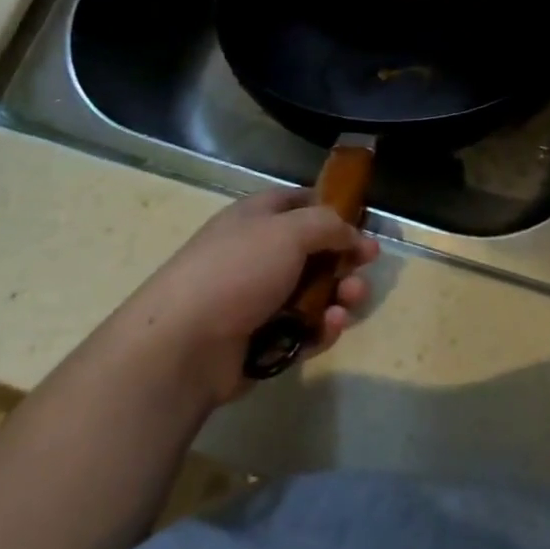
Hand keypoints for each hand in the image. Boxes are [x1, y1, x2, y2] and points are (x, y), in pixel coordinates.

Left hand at [122, 188, 380, 407]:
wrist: (184, 345)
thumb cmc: (237, 271)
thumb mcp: (289, 230)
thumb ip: (329, 224)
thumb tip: (351, 234)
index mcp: (258, 218)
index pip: (302, 203)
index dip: (334, 209)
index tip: (362, 223)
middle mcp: (259, 254)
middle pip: (315, 251)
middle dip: (345, 259)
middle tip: (365, 266)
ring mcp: (260, 300)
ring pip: (315, 293)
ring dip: (340, 294)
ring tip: (350, 300)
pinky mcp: (263, 341)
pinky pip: (305, 330)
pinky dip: (322, 328)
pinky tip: (331, 326)